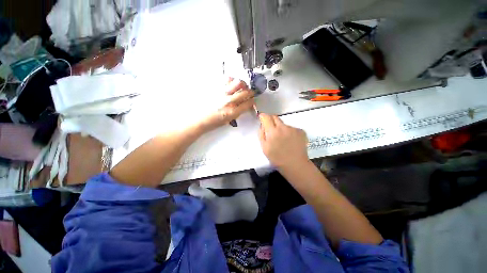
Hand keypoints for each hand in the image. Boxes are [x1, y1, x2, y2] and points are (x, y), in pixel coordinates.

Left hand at [198, 79, 254, 131]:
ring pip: (238, 83)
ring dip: (243, 84)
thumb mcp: (229, 120)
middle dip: (250, 92)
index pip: (248, 103)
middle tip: (249, 93)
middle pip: (246, 92)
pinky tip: (231, 84)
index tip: (252, 100)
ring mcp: (222, 93)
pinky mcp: (216, 88)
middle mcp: (229, 101)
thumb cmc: (214, 122)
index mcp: (233, 112)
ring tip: (241, 87)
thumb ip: (238, 112)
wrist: (200, 119)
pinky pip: (227, 79)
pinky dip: (232, 80)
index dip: (252, 101)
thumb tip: (244, 105)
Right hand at [258, 113, 308, 169]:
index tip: (262, 119)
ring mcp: (293, 129)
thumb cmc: (277, 158)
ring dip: (281, 128)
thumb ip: (261, 134)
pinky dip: (289, 132)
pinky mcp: (301, 131)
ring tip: (283, 139)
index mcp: (272, 131)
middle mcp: (283, 127)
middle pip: (275, 117)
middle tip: (271, 130)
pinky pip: (291, 128)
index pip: (266, 117)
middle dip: (271, 121)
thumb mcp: (264, 147)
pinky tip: (290, 141)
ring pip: (284, 124)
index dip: (263, 116)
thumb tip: (262, 125)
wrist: (295, 165)